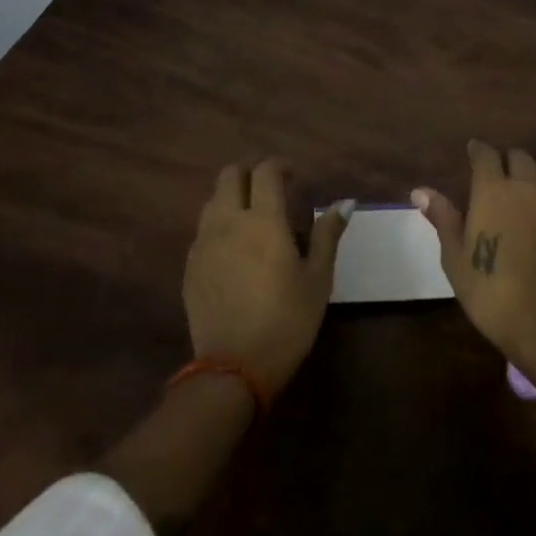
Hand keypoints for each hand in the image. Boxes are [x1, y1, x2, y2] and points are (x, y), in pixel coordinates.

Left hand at [183, 159, 351, 397]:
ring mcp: (204, 243)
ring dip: (233, 196)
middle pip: (230, 174)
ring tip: (252, 217)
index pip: (266, 171)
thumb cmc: (286, 321)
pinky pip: (203, 229)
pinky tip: (235, 248)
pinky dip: (220, 224)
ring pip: (213, 199)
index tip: (294, 176)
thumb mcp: (318, 279)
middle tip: (271, 189)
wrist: (233, 369)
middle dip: (251, 172)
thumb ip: (327, 234)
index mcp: (263, 220)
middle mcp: (228, 222)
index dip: (280, 166)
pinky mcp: (190, 266)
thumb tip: (345, 203)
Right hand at [414, 141, 535, 369]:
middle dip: (505, 159)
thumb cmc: (491, 290)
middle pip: (519, 157)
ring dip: (529, 173)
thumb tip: (421, 191)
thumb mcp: (456, 257)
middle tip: (495, 174)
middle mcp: (526, 187)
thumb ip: (443, 218)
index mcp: (493, 189)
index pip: (486, 154)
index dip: (478, 150)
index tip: (472, 151)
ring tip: (519, 189)